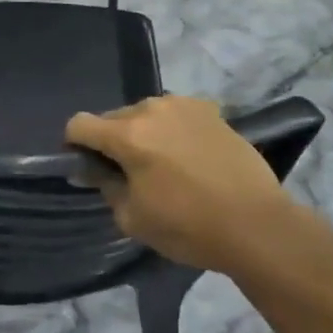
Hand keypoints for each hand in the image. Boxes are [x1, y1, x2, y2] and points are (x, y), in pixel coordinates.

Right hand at [67, 96, 296, 273]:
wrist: (257, 225)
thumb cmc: (189, 227)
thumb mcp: (133, 219)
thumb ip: (106, 187)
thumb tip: (96, 170)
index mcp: (127, 134)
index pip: (79, 124)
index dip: (75, 145)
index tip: (88, 167)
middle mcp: (151, 108)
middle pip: (113, 117)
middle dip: (112, 141)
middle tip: (128, 173)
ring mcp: (183, 105)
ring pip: (146, 113)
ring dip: (144, 132)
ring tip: (163, 164)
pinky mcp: (210, 110)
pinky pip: (176, 114)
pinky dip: (172, 129)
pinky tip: (189, 156)